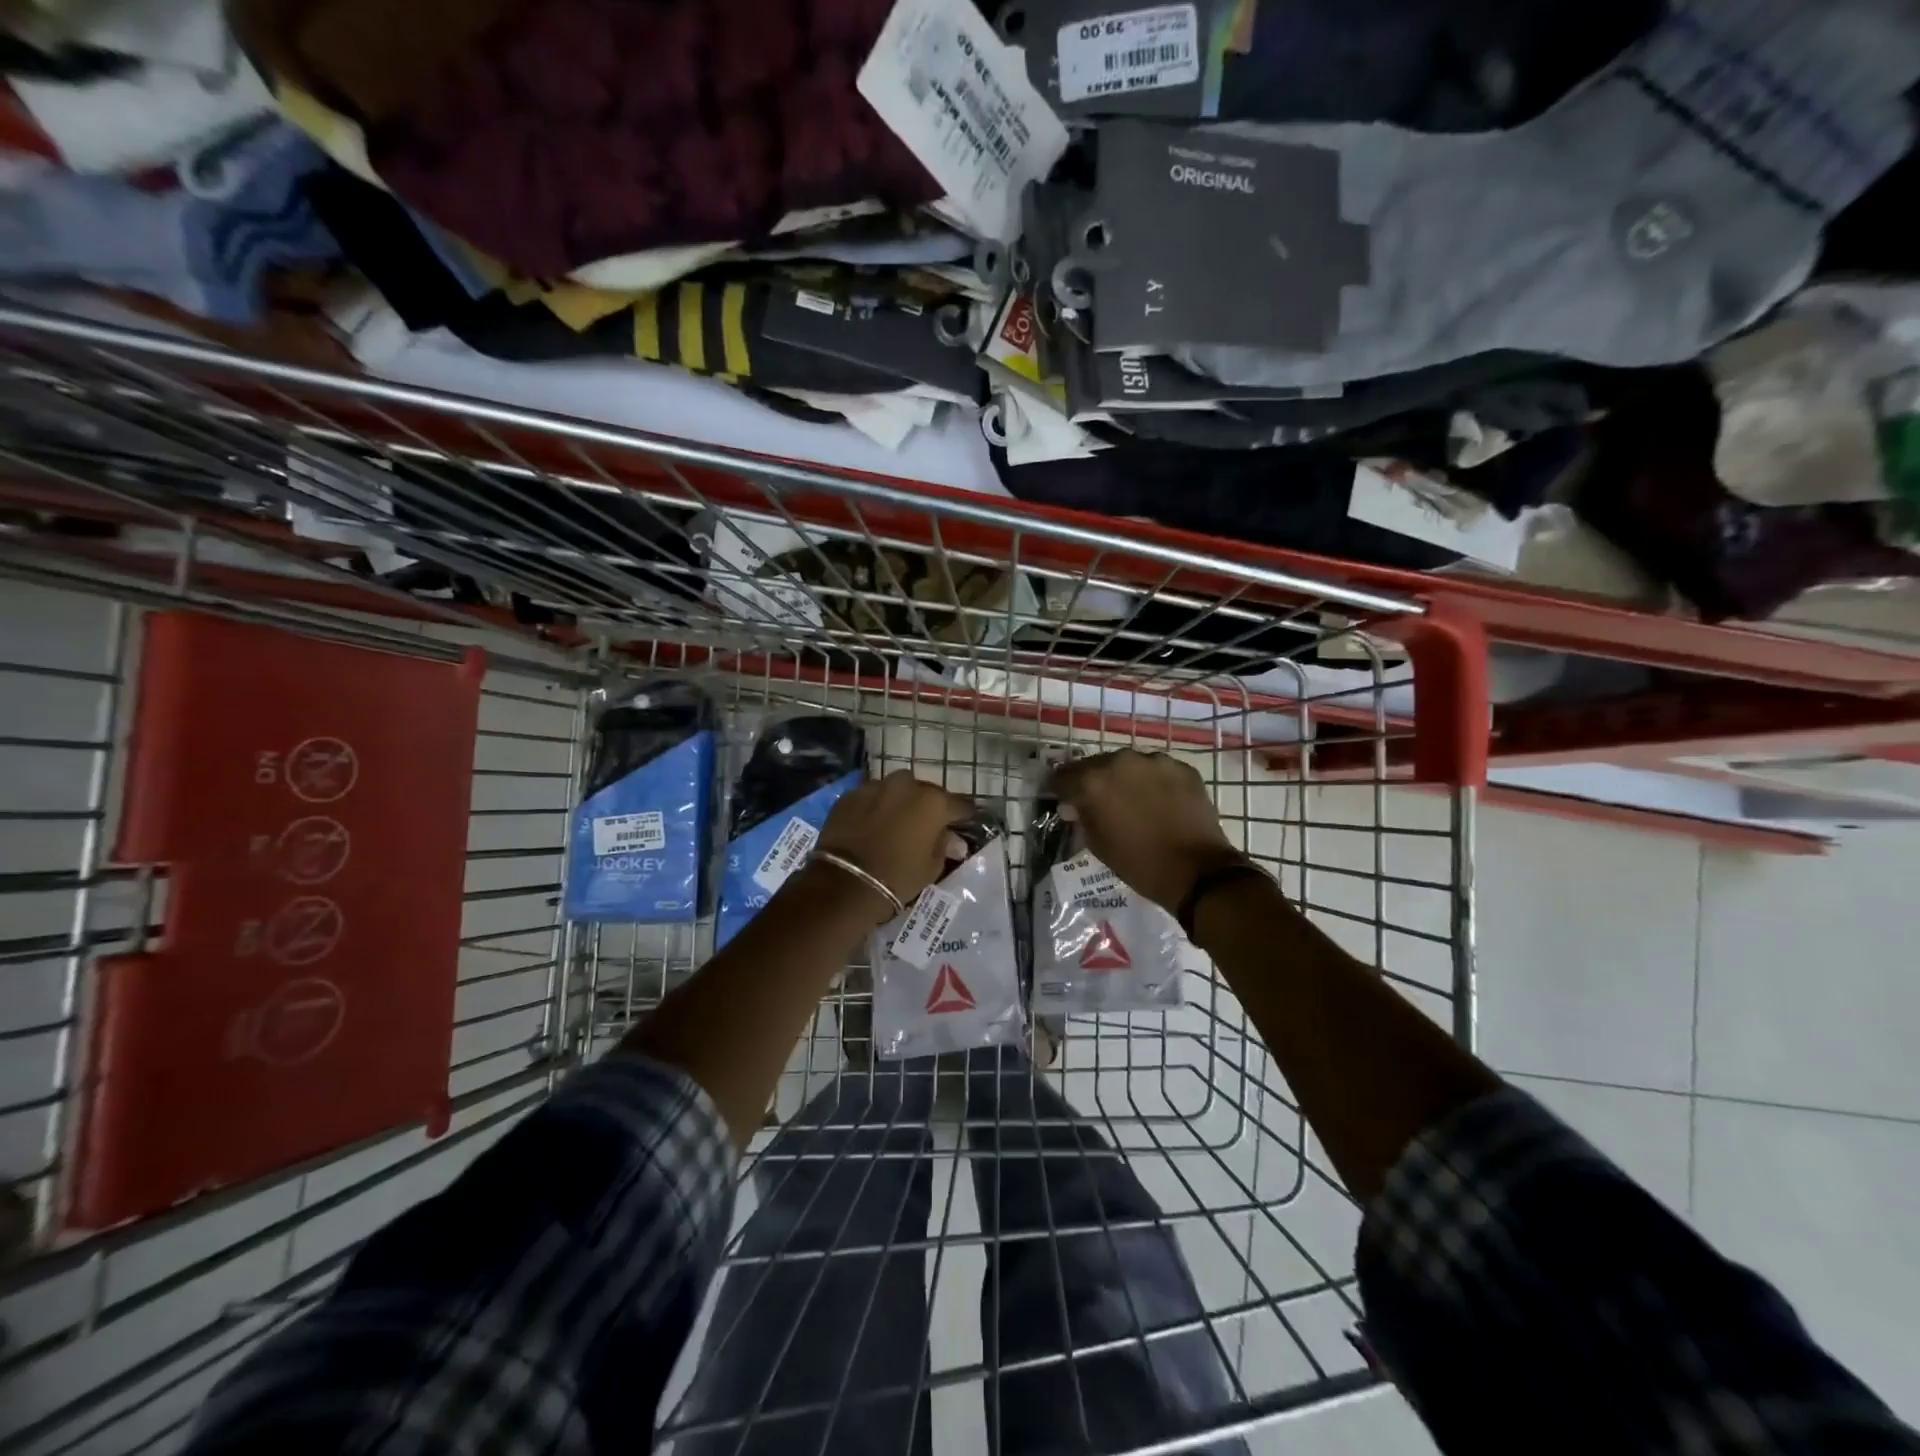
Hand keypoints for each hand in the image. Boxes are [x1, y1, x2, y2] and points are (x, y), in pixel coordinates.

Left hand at [814, 771, 973, 916]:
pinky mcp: (850, 795)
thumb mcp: (931, 867)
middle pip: (926, 792)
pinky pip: (871, 797)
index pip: (960, 805)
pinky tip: (871, 824)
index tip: (963, 826)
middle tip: (926, 826)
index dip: (963, 817)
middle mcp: (906, 785)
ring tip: (896, 822)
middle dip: (928, 806)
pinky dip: (875, 807)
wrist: (845, 883)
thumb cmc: (898, 877)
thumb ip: (945, 846)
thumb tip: (955, 840)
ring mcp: (875, 786)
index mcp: (933, 802)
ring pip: (896, 790)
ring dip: (900, 802)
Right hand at [1050, 749, 1245, 912]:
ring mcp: (1155, 761)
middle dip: (1095, 782)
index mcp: (1093, 781)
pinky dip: (1153, 783)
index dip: (1062, 790)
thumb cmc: (1138, 863)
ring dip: (1125, 780)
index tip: (1066, 802)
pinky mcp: (1182, 768)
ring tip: (1133, 802)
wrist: (1197, 872)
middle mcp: (1120, 761)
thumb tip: (1073, 805)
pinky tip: (1159, 803)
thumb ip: (1082, 817)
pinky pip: (1157, 771)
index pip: (1064, 776)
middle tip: (1101, 804)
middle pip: (1097, 765)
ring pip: (1129, 765)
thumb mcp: (1097, 844)